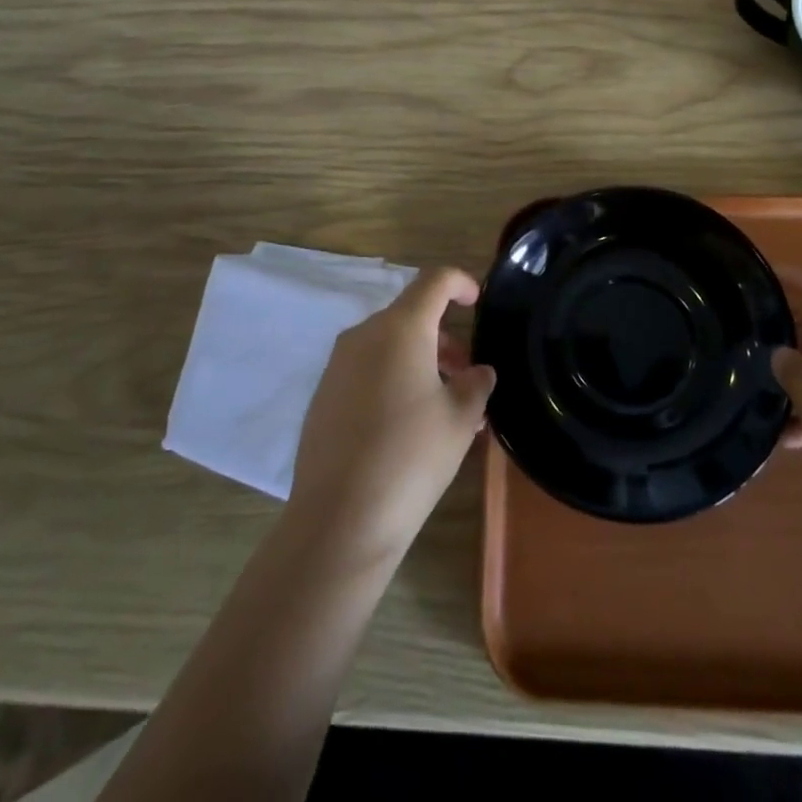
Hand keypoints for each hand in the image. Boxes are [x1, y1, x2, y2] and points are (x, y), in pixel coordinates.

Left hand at [288, 268, 494, 566]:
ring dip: (420, 361)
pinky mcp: (323, 396)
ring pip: (388, 345)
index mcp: (401, 328)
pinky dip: (393, 379)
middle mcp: (364, 335)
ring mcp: (338, 365)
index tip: (478, 302)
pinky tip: (408, 424)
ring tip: (444, 406)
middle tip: (467, 375)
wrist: (339, 521)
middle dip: (444, 337)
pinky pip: (366, 370)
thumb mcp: (460, 420)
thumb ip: (475, 384)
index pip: (434, 281)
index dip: (460, 282)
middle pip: (411, 315)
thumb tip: (478, 372)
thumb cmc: (411, 458)